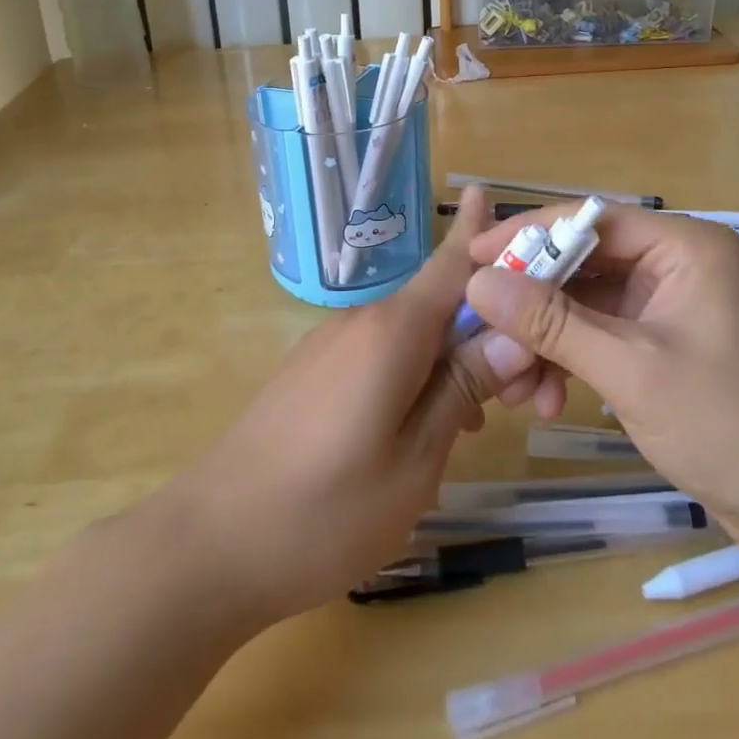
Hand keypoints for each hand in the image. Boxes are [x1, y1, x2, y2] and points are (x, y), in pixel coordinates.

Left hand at [159, 188, 538, 626]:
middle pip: (439, 305)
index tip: (494, 194)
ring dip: (450, 363)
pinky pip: (380, 357)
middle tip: (528, 395)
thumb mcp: (416, 458)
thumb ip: (463, 387)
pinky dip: (414, 377)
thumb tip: (513, 333)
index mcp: (393, 330)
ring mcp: (331, 346)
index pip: (451, 263)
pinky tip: (419, 433)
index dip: (479, 231)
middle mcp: (362, 322)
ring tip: (474, 425)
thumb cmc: (326, 510)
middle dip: (486, 333)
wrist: (211, 544)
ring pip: (411, 336)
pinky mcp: (312, 372)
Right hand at [464, 205, 738, 543]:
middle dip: (533, 303)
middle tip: (485, 331)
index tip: (472, 258)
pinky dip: (570, 359)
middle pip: (582, 263)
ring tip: (517, 386)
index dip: (526, 235)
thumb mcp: (630, 369)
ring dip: (547, 339)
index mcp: (683, 246)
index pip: (589, 220)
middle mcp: (675, 263)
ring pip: (585, 303)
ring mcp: (668, 304)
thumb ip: (552, 323)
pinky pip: (600, 333)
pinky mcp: (662, 342)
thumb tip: (478, 284)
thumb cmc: (730, 425)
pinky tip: (547, 399)